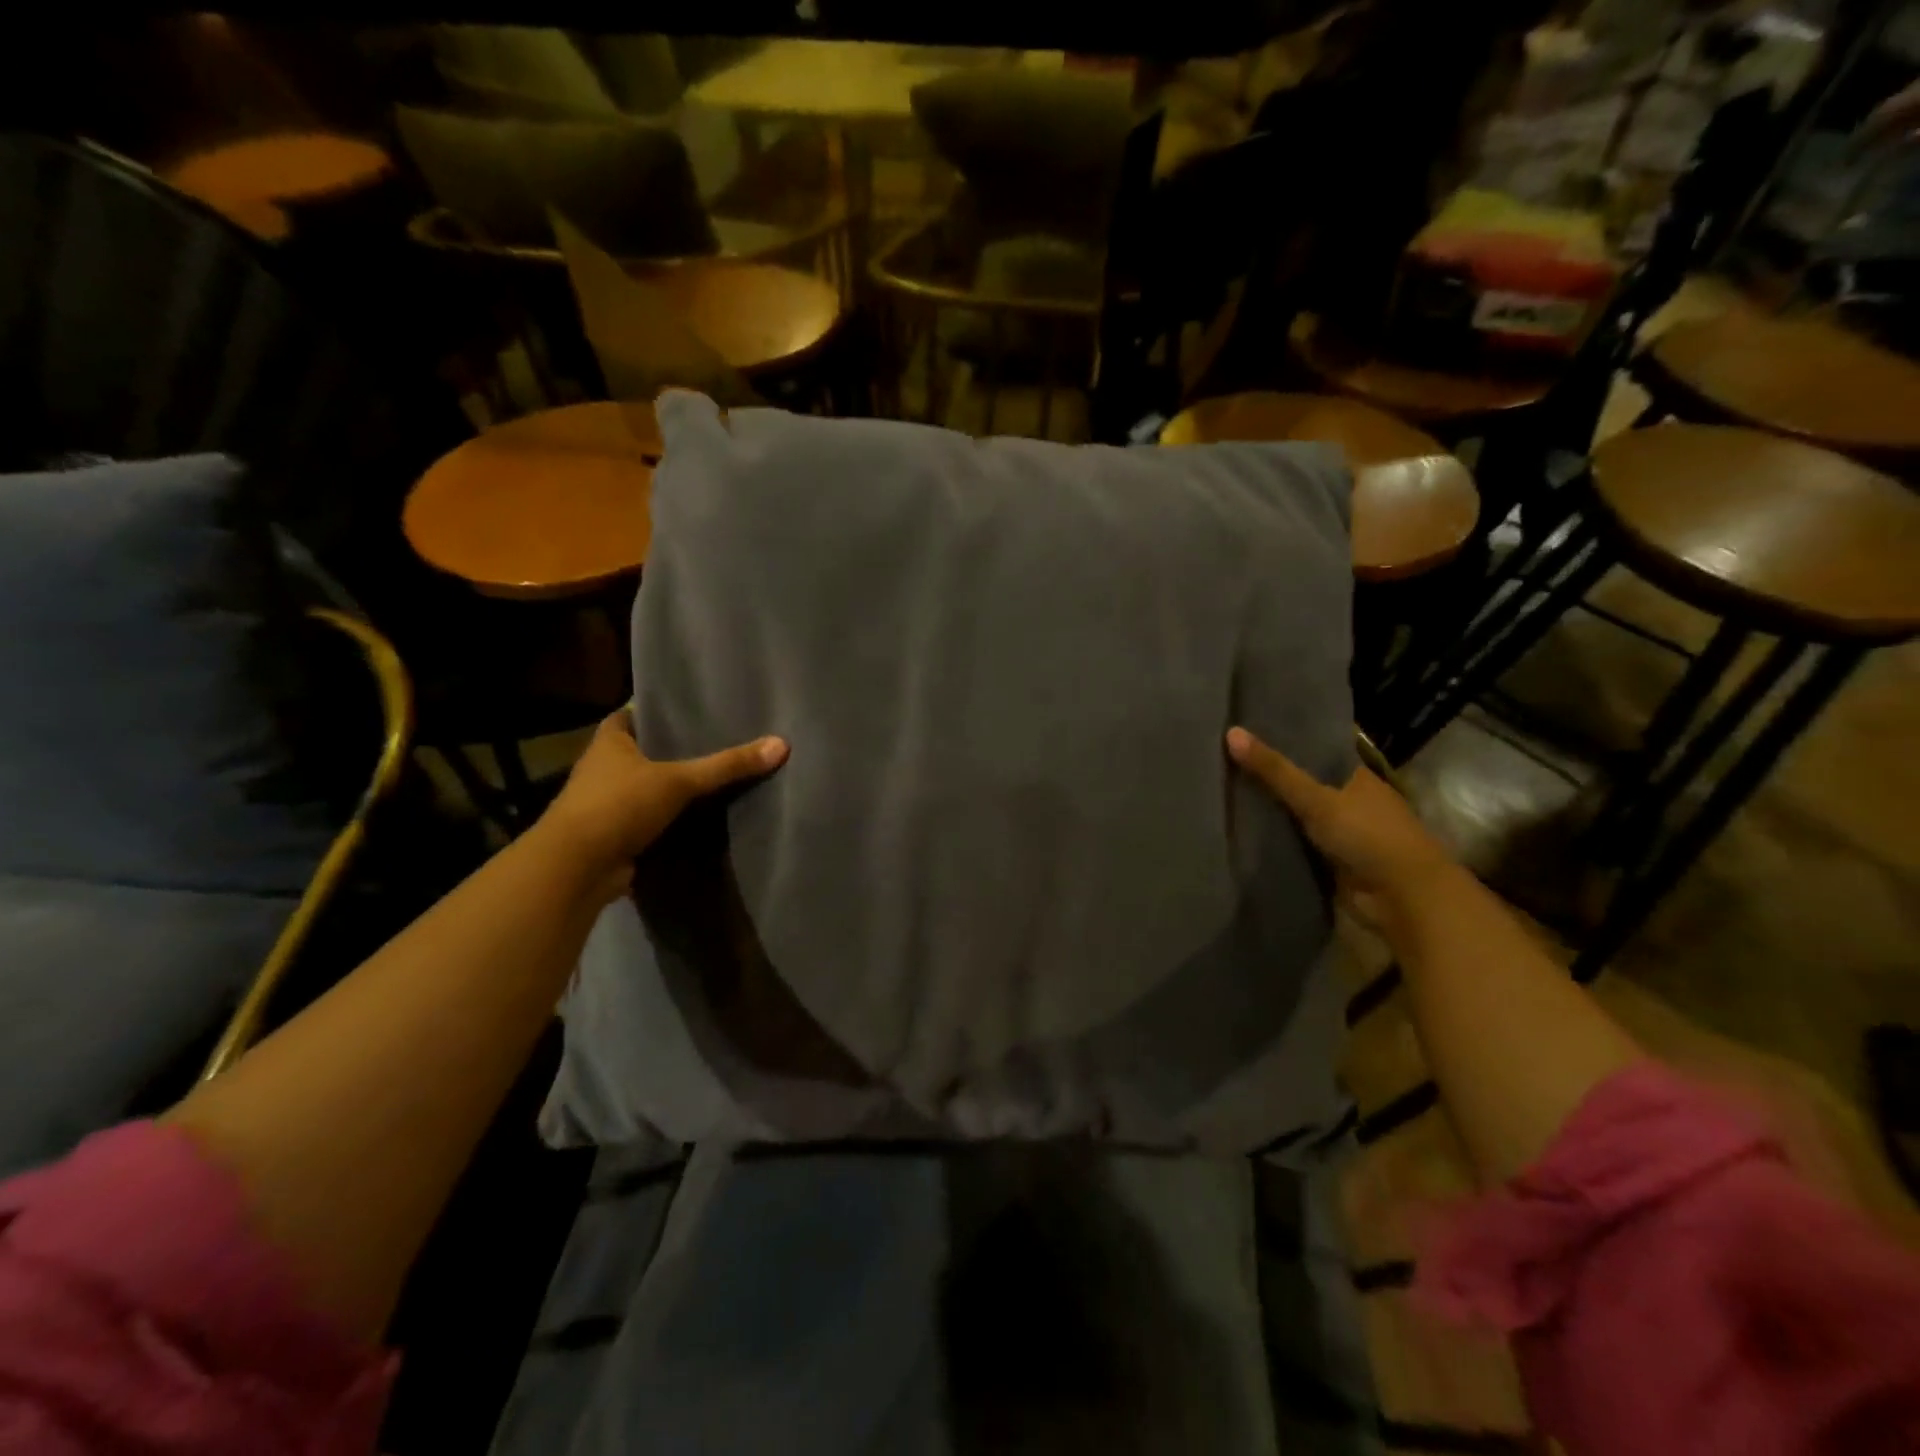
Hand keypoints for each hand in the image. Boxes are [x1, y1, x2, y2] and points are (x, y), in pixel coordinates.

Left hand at [540, 710, 787, 899]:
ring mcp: (605, 804)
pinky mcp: (613, 836)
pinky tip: (699, 819)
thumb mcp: (680, 781)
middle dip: (670, 750)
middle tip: (714, 742)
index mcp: (609, 742)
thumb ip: (727, 765)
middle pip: (641, 751)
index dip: (656, 711)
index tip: (689, 710)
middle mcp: (602, 768)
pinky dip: (667, 821)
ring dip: (668, 788)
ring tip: (713, 779)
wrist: (577, 868)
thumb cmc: (619, 806)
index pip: (631, 714)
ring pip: (644, 788)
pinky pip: (647, 821)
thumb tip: (782, 744)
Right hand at [1226, 726, 1454, 924]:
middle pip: (1304, 785)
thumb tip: (1231, 732)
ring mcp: (1343, 834)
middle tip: (1223, 762)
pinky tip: (1242, 831)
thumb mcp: (1316, 798)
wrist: (1403, 897)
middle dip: (1271, 779)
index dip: (1284, 742)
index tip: (1246, 734)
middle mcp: (1350, 801)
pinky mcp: (1333, 863)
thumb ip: (1274, 771)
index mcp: (1356, 777)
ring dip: (1271, 812)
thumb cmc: (1368, 835)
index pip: (1315, 752)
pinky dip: (1276, 841)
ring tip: (1223, 793)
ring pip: (1298, 817)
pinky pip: (1297, 845)